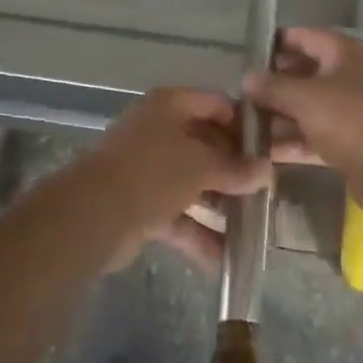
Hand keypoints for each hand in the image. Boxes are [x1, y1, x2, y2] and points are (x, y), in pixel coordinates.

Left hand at [77, 87, 270, 271]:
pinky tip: (225, 259)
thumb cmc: (152, 172)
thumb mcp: (201, 165)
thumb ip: (235, 169)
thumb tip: (267, 172)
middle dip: (235, 170)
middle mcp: (159, 130)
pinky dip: (198, 233)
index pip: (217, 104)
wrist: (91, 216)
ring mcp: (148, 169)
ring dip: (220, 206)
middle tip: (266, 190)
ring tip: (254, 227)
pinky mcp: (140, 205)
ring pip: (194, 183)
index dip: (244, 125)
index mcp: (171, 105)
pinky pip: (178, 215)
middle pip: (206, 145)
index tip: (270, 148)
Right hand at [243, 28, 362, 205]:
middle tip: (244, 95)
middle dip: (276, 84)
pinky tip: (267, 151)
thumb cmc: (349, 119)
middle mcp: (353, 75)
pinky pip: (318, 133)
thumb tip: (247, 77)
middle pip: (307, 72)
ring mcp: (355, 109)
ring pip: (311, 106)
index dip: (277, 43)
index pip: (306, 36)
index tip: (249, 55)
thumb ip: (273, 86)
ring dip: (282, 115)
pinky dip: (296, 139)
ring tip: (249, 126)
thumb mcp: (304, 98)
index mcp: (346, 52)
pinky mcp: (355, 141)